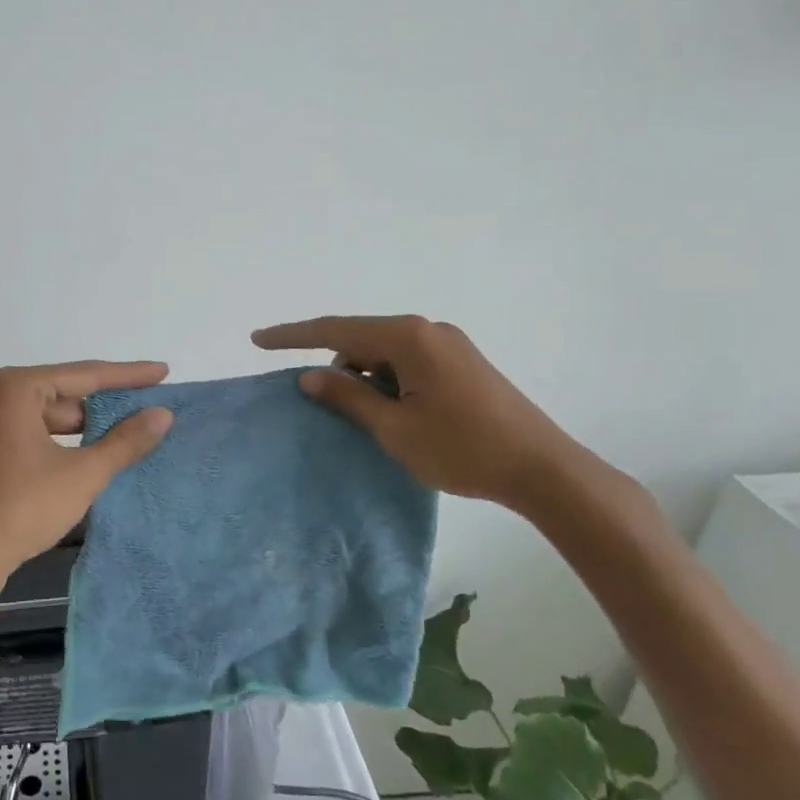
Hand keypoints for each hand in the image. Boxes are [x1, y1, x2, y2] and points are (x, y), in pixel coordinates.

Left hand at [0, 360, 174, 585]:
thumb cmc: (21, 507)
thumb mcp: (82, 474)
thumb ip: (126, 442)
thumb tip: (163, 414)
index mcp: (18, 389)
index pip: (86, 374)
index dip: (130, 375)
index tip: (164, 371)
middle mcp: (2, 399)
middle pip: (70, 395)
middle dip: (111, 405)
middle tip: (155, 408)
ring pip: (56, 420)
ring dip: (93, 429)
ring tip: (137, 434)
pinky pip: (42, 439)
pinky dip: (71, 446)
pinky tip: (100, 458)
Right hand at [253, 314, 577, 509]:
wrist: (543, 469)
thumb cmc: (462, 449)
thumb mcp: (394, 428)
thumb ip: (347, 397)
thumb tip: (309, 375)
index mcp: (409, 337)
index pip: (335, 330)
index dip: (292, 336)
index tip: (256, 340)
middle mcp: (428, 330)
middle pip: (362, 340)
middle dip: (338, 368)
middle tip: (328, 408)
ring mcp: (449, 345)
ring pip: (385, 354)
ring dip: (367, 380)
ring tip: (375, 423)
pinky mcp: (462, 364)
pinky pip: (408, 363)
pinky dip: (389, 383)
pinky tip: (396, 415)